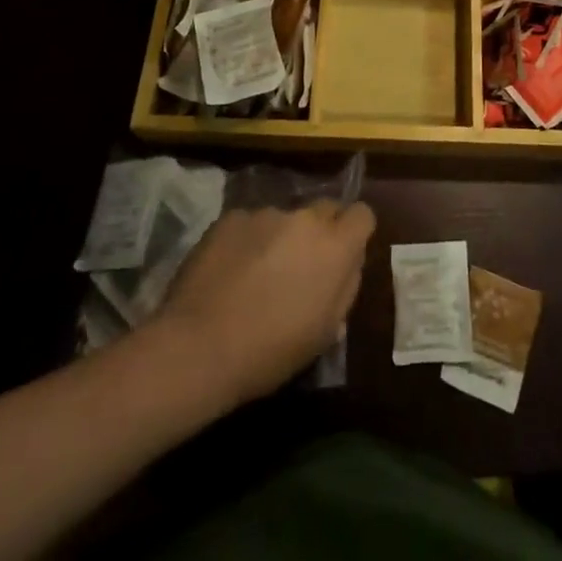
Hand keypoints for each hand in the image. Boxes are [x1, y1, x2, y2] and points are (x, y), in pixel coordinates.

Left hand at [153, 200, 374, 403]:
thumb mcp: (325, 332)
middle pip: (324, 210)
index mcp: (335, 246)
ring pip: (284, 219)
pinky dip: (246, 242)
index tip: (343, 256)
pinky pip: (250, 224)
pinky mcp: (231, 217)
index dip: (355, 233)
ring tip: (256, 276)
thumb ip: (345, 288)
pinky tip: (228, 273)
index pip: (362, 214)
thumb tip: (347, 265)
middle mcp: (305, 218)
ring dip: (280, 239)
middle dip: (320, 232)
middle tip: (301, 267)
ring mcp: (266, 213)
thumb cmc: (270, 351)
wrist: (199, 346)